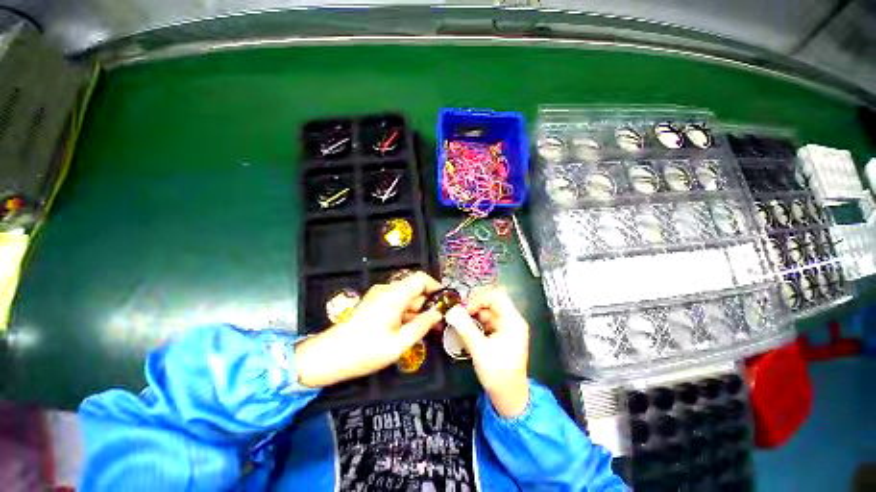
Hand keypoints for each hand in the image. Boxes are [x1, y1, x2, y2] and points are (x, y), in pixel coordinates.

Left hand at [295, 271, 442, 387]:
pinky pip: (397, 302)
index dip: (436, 287)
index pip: (421, 278)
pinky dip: (406, 313)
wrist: (328, 357)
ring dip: (417, 310)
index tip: (445, 303)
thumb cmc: (365, 351)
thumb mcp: (399, 343)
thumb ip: (422, 325)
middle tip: (436, 323)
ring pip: (407, 296)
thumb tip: (439, 313)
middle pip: (415, 288)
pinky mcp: (375, 303)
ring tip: (423, 330)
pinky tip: (407, 330)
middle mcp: (387, 290)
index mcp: (394, 295)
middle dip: (427, 303)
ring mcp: (379, 296)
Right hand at [452, 287, 530, 417]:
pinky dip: (476, 323)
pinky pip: (487, 321)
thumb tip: (451, 310)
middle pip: (492, 302)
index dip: (479, 298)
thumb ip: (465, 328)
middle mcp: (512, 320)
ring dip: (473, 316)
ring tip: (460, 325)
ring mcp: (507, 327)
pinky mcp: (502, 334)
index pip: (496, 296)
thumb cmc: (498, 374)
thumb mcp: (479, 349)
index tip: (465, 309)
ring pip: (488, 312)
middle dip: (474, 306)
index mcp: (513, 321)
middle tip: (459, 316)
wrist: (510, 397)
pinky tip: (467, 331)